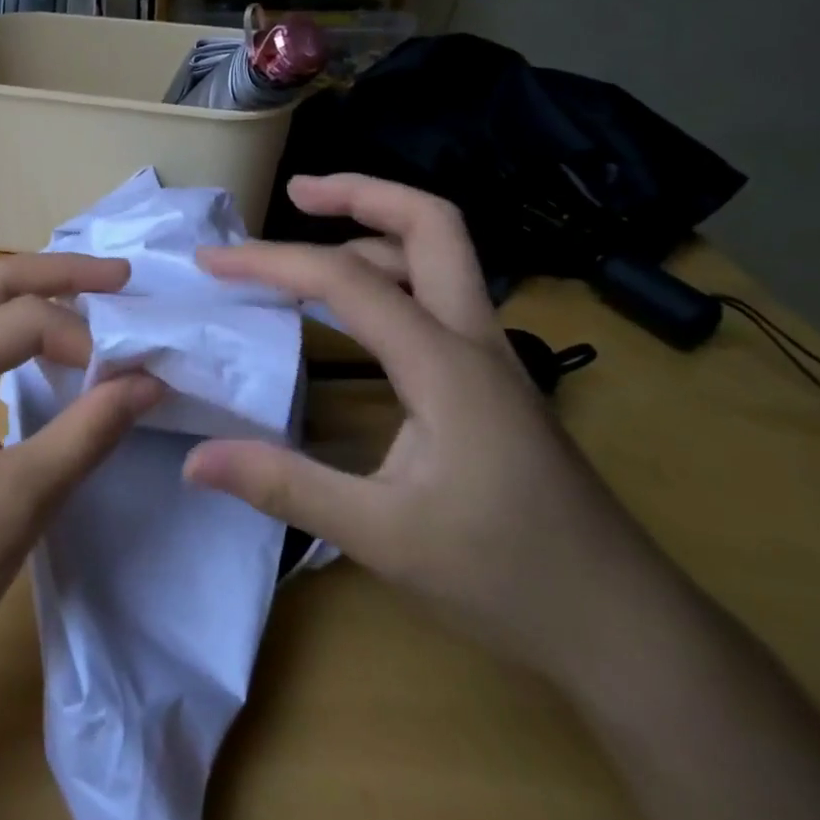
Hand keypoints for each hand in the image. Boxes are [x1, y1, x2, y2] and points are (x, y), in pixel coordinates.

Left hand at [0, 254, 164, 671]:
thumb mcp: (22, 501)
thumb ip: (88, 432)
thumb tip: (149, 382)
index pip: (19, 318)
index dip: (80, 336)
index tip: (123, 377)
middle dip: (54, 272)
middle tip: (117, 278)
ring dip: (21, 289)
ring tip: (76, 295)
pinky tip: (25, 344)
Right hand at [184, 174, 666, 681]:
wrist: (624, 627)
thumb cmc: (506, 577)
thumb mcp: (383, 536)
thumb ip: (285, 487)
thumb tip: (194, 460)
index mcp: (444, 363)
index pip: (347, 280)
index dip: (273, 261)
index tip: (213, 262)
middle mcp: (473, 339)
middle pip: (432, 223)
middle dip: (361, 192)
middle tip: (297, 192)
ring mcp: (490, 356)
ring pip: (441, 255)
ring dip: (376, 230)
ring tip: (313, 245)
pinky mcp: (493, 380)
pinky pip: (440, 296)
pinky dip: (392, 274)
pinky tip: (358, 311)